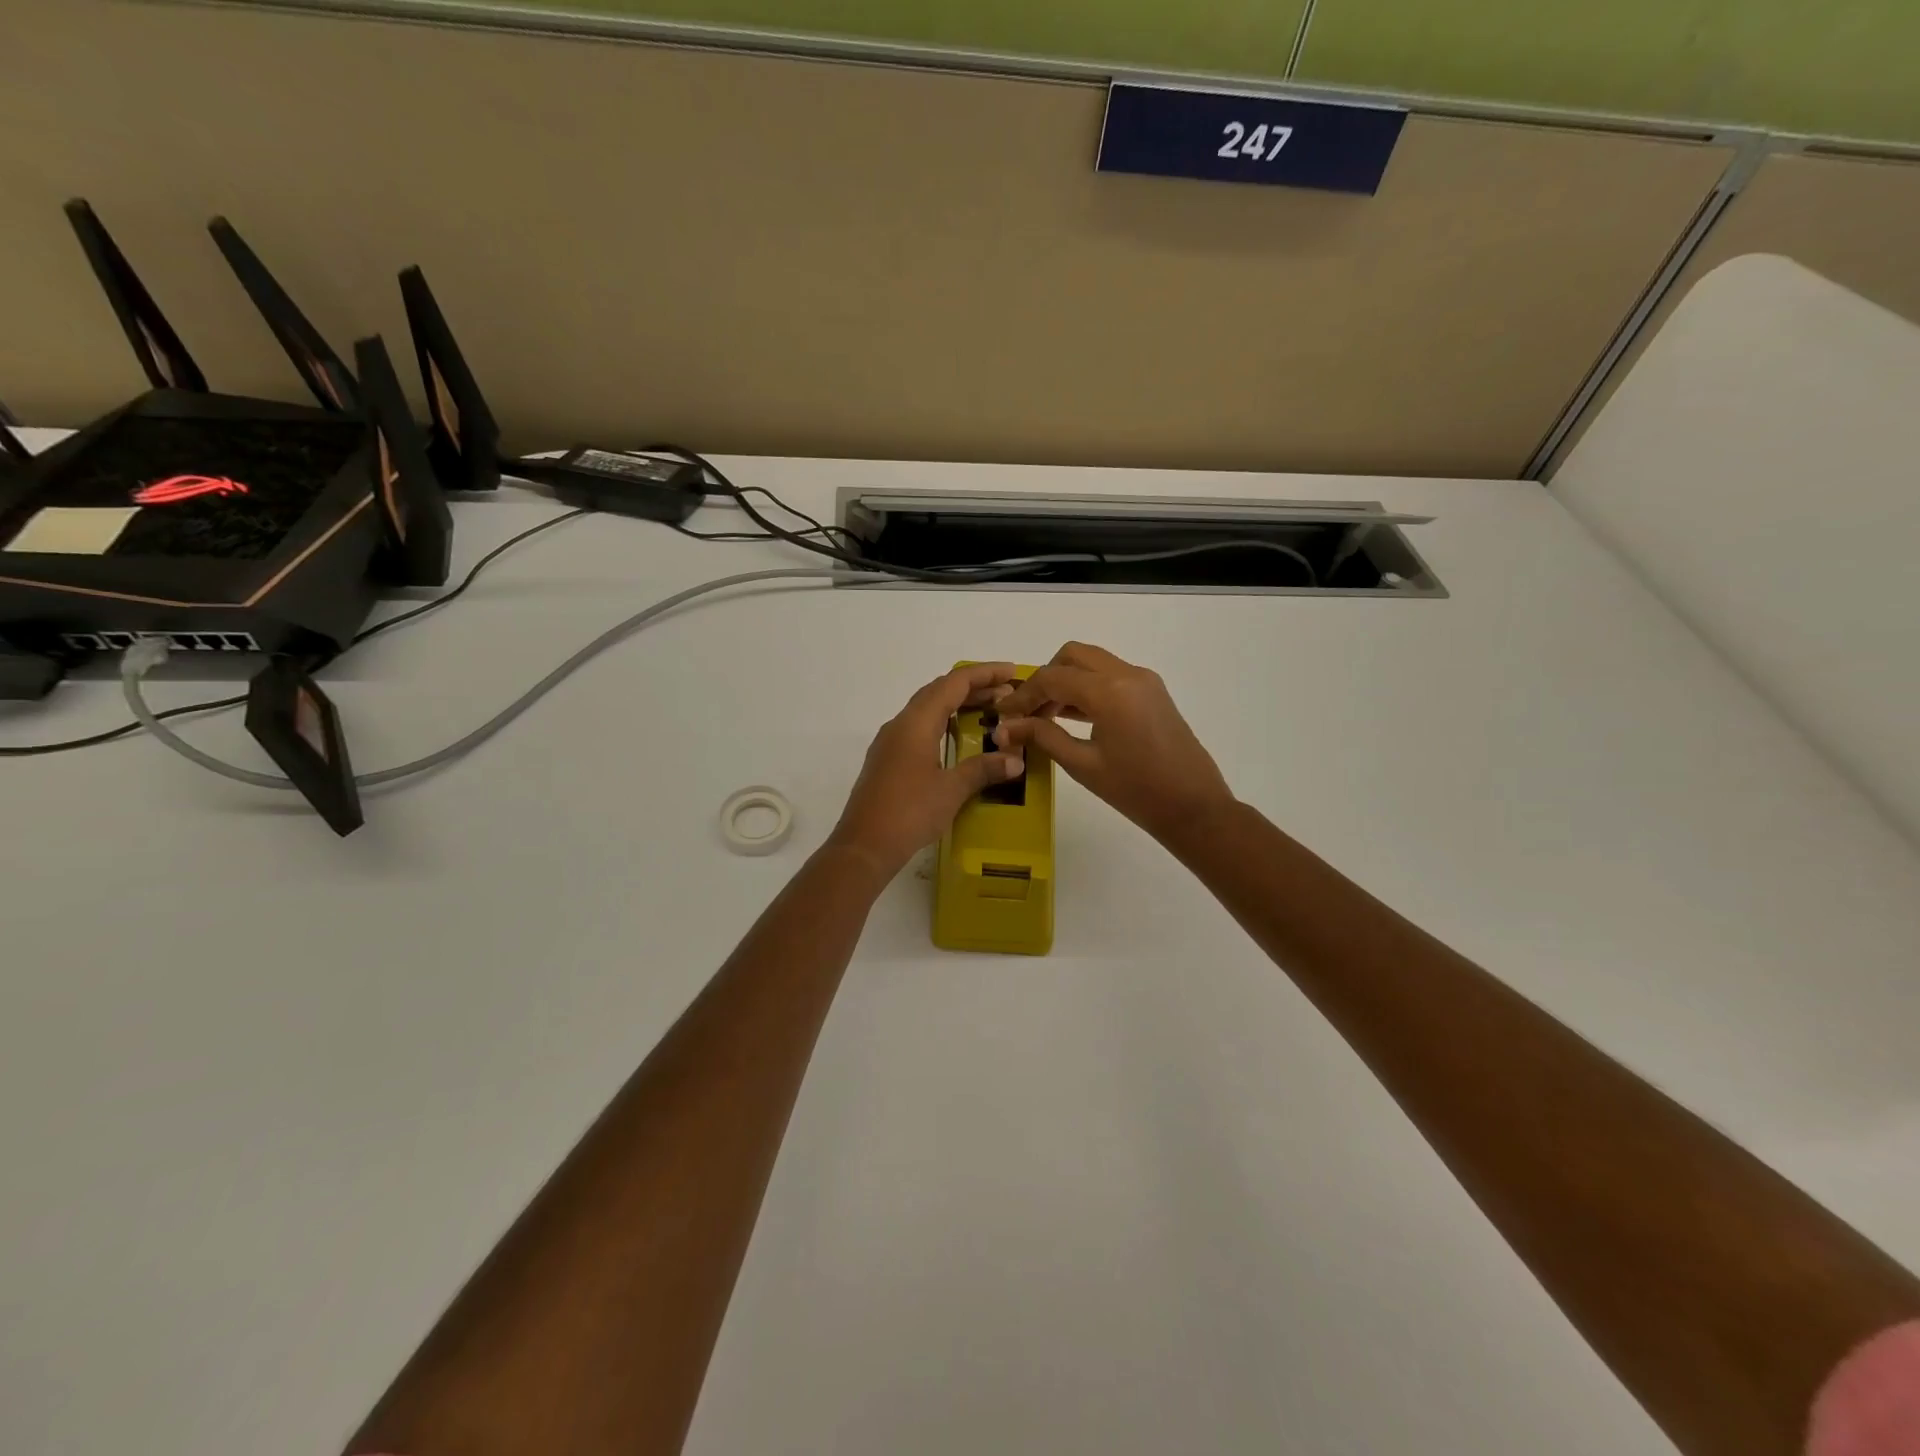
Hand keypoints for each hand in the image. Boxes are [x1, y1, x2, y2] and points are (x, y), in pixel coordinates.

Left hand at [828, 663, 1026, 876]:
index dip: (984, 674)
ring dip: (957, 706)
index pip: (953, 684)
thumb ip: (984, 770)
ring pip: (927, 710)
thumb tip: (1015, 760)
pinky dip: (944, 724)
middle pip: (938, 692)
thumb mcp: (951, 790)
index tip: (1011, 673)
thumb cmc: (908, 813)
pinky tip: (959, 740)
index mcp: (915, 723)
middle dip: (973, 688)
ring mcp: (890, 743)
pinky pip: (919, 729)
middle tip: (1007, 694)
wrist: (864, 846)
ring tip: (989, 712)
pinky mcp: (888, 761)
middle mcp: (900, 725)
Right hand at [993, 643, 1234, 844]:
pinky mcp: (1152, 691)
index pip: (1052, 678)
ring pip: (1093, 662)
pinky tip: (1072, 716)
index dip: (1023, 696)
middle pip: (1072, 656)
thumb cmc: (1136, 791)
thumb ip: (1043, 737)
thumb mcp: (1082, 765)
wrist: (1193, 807)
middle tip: (1028, 711)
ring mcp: (1144, 680)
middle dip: (1045, 678)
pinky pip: (1111, 675)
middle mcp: (1127, 674)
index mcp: (1109, 691)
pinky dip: (1087, 686)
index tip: (1004, 716)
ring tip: (1045, 717)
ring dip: (1066, 680)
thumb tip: (1005, 729)